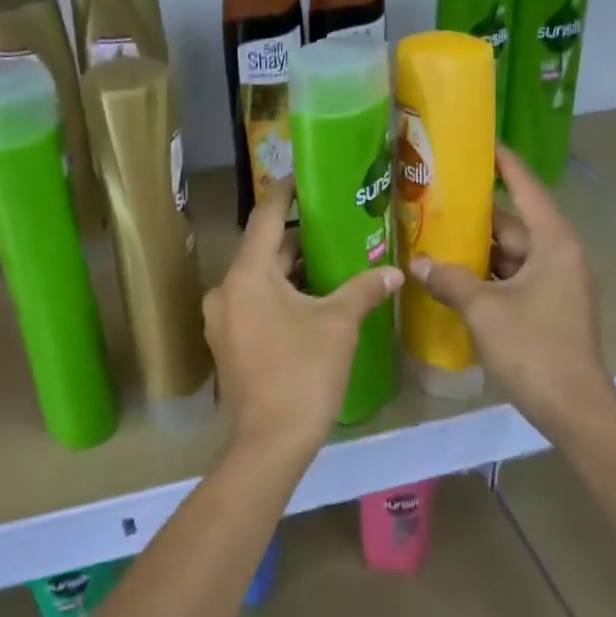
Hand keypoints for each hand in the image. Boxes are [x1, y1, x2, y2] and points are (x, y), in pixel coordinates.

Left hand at [204, 182, 402, 457]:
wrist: (270, 440)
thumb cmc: (304, 372)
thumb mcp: (340, 324)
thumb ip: (365, 289)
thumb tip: (394, 271)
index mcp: (247, 275)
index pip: (266, 218)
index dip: (284, 193)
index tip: (302, 176)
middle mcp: (225, 290)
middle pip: (263, 251)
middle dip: (297, 238)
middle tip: (334, 224)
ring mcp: (221, 320)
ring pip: (258, 280)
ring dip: (289, 271)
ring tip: (329, 261)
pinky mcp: (227, 343)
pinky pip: (253, 304)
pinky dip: (278, 296)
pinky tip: (310, 301)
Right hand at [410, 145, 615, 443]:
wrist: (573, 407)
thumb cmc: (533, 348)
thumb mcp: (484, 309)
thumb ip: (449, 280)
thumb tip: (417, 262)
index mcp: (553, 244)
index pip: (527, 189)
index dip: (504, 164)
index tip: (480, 143)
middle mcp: (558, 256)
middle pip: (513, 224)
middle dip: (475, 215)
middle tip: (433, 198)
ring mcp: (554, 284)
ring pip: (509, 255)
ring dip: (475, 250)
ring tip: (432, 235)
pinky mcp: (547, 308)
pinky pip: (511, 280)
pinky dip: (484, 276)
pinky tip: (451, 277)